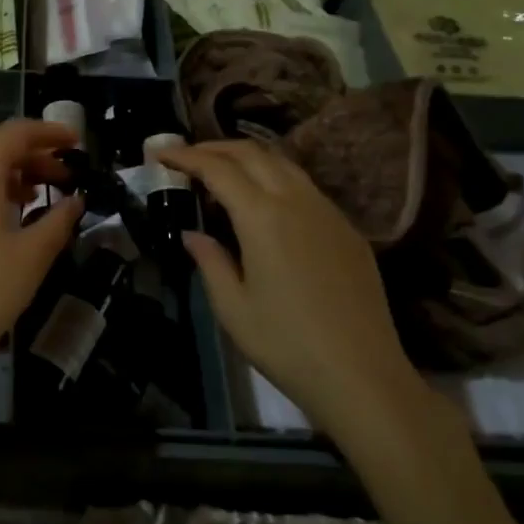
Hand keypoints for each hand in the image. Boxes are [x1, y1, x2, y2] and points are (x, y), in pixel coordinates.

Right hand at [157, 140, 423, 431]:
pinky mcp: (348, 230)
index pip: (218, 169)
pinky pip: (305, 186)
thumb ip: (210, 261)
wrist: (362, 376)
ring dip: (247, 158)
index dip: (187, 157)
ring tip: (221, 172)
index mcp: (263, 217)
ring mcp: (328, 212)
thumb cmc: (287, 344)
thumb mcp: (233, 308)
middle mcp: (297, 201)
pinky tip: (264, 202)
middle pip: (252, 153)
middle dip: (215, 147)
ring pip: (283, 163)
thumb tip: (193, 234)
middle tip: (187, 156)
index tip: (162, 154)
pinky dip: (275, 178)